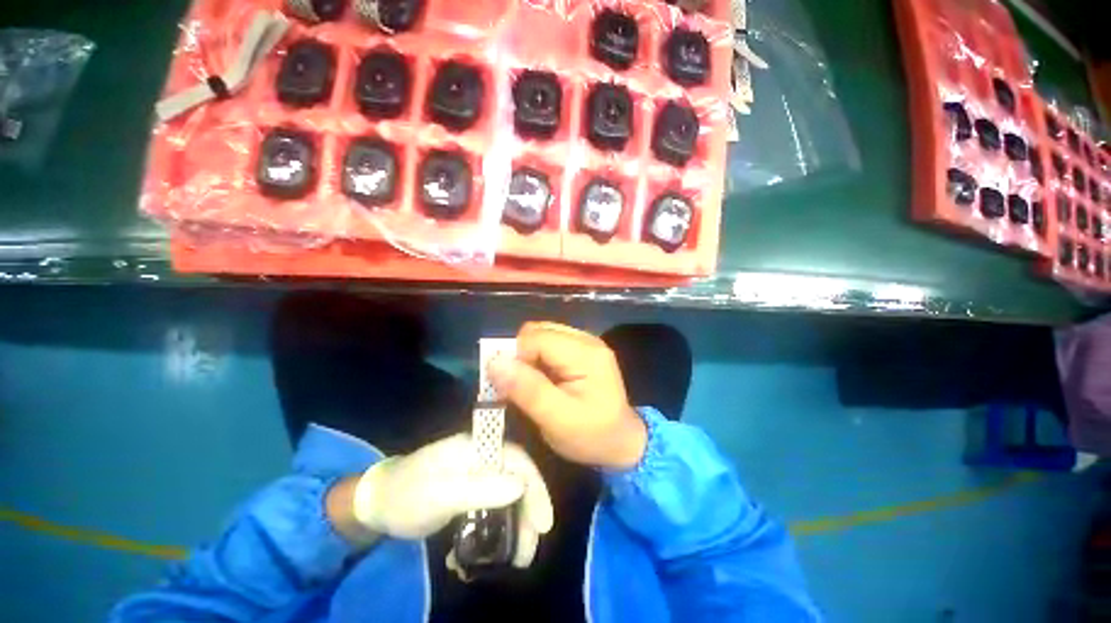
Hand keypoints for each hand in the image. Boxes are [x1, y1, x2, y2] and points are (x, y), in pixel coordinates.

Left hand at [341, 434, 553, 567]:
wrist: (375, 505)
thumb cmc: (405, 496)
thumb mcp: (440, 494)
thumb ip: (481, 487)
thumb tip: (521, 486)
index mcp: (477, 447)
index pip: (518, 459)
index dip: (535, 488)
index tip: (544, 524)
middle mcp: (482, 457)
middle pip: (517, 479)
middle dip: (527, 514)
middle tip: (528, 551)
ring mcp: (477, 474)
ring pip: (507, 496)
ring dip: (514, 527)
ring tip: (515, 559)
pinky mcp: (470, 491)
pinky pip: (492, 507)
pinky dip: (494, 531)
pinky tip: (483, 555)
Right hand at [489, 322, 647, 469]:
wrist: (622, 443)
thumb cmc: (591, 436)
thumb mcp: (557, 420)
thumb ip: (527, 390)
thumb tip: (494, 362)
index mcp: (585, 354)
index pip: (537, 338)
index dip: (515, 357)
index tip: (509, 385)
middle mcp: (587, 339)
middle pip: (538, 331)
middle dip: (520, 355)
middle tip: (519, 385)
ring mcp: (585, 342)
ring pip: (541, 335)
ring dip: (528, 356)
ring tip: (530, 384)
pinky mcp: (582, 350)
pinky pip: (549, 343)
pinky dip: (537, 358)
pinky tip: (542, 379)